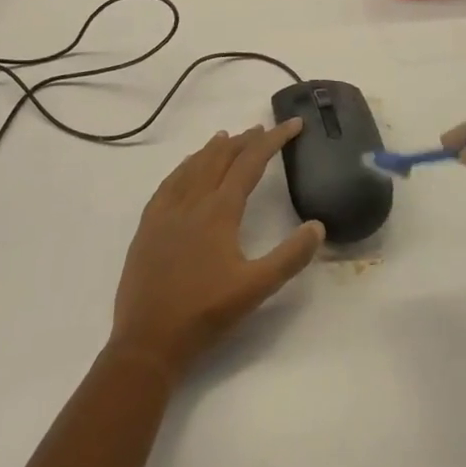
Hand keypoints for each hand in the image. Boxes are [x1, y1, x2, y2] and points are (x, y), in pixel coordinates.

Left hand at [110, 122, 323, 380]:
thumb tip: (318, 226)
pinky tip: (186, 170)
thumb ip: (290, 257)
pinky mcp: (148, 226)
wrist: (148, 341)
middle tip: (263, 130)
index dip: (273, 140)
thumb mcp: (256, 289)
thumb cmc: (205, 314)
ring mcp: (165, 212)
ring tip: (226, 137)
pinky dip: (184, 167)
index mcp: (219, 211)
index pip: (250, 163)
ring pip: (193, 166)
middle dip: (244, 140)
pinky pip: (168, 183)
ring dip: (213, 149)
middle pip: (220, 157)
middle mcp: (192, 201)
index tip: (292, 124)